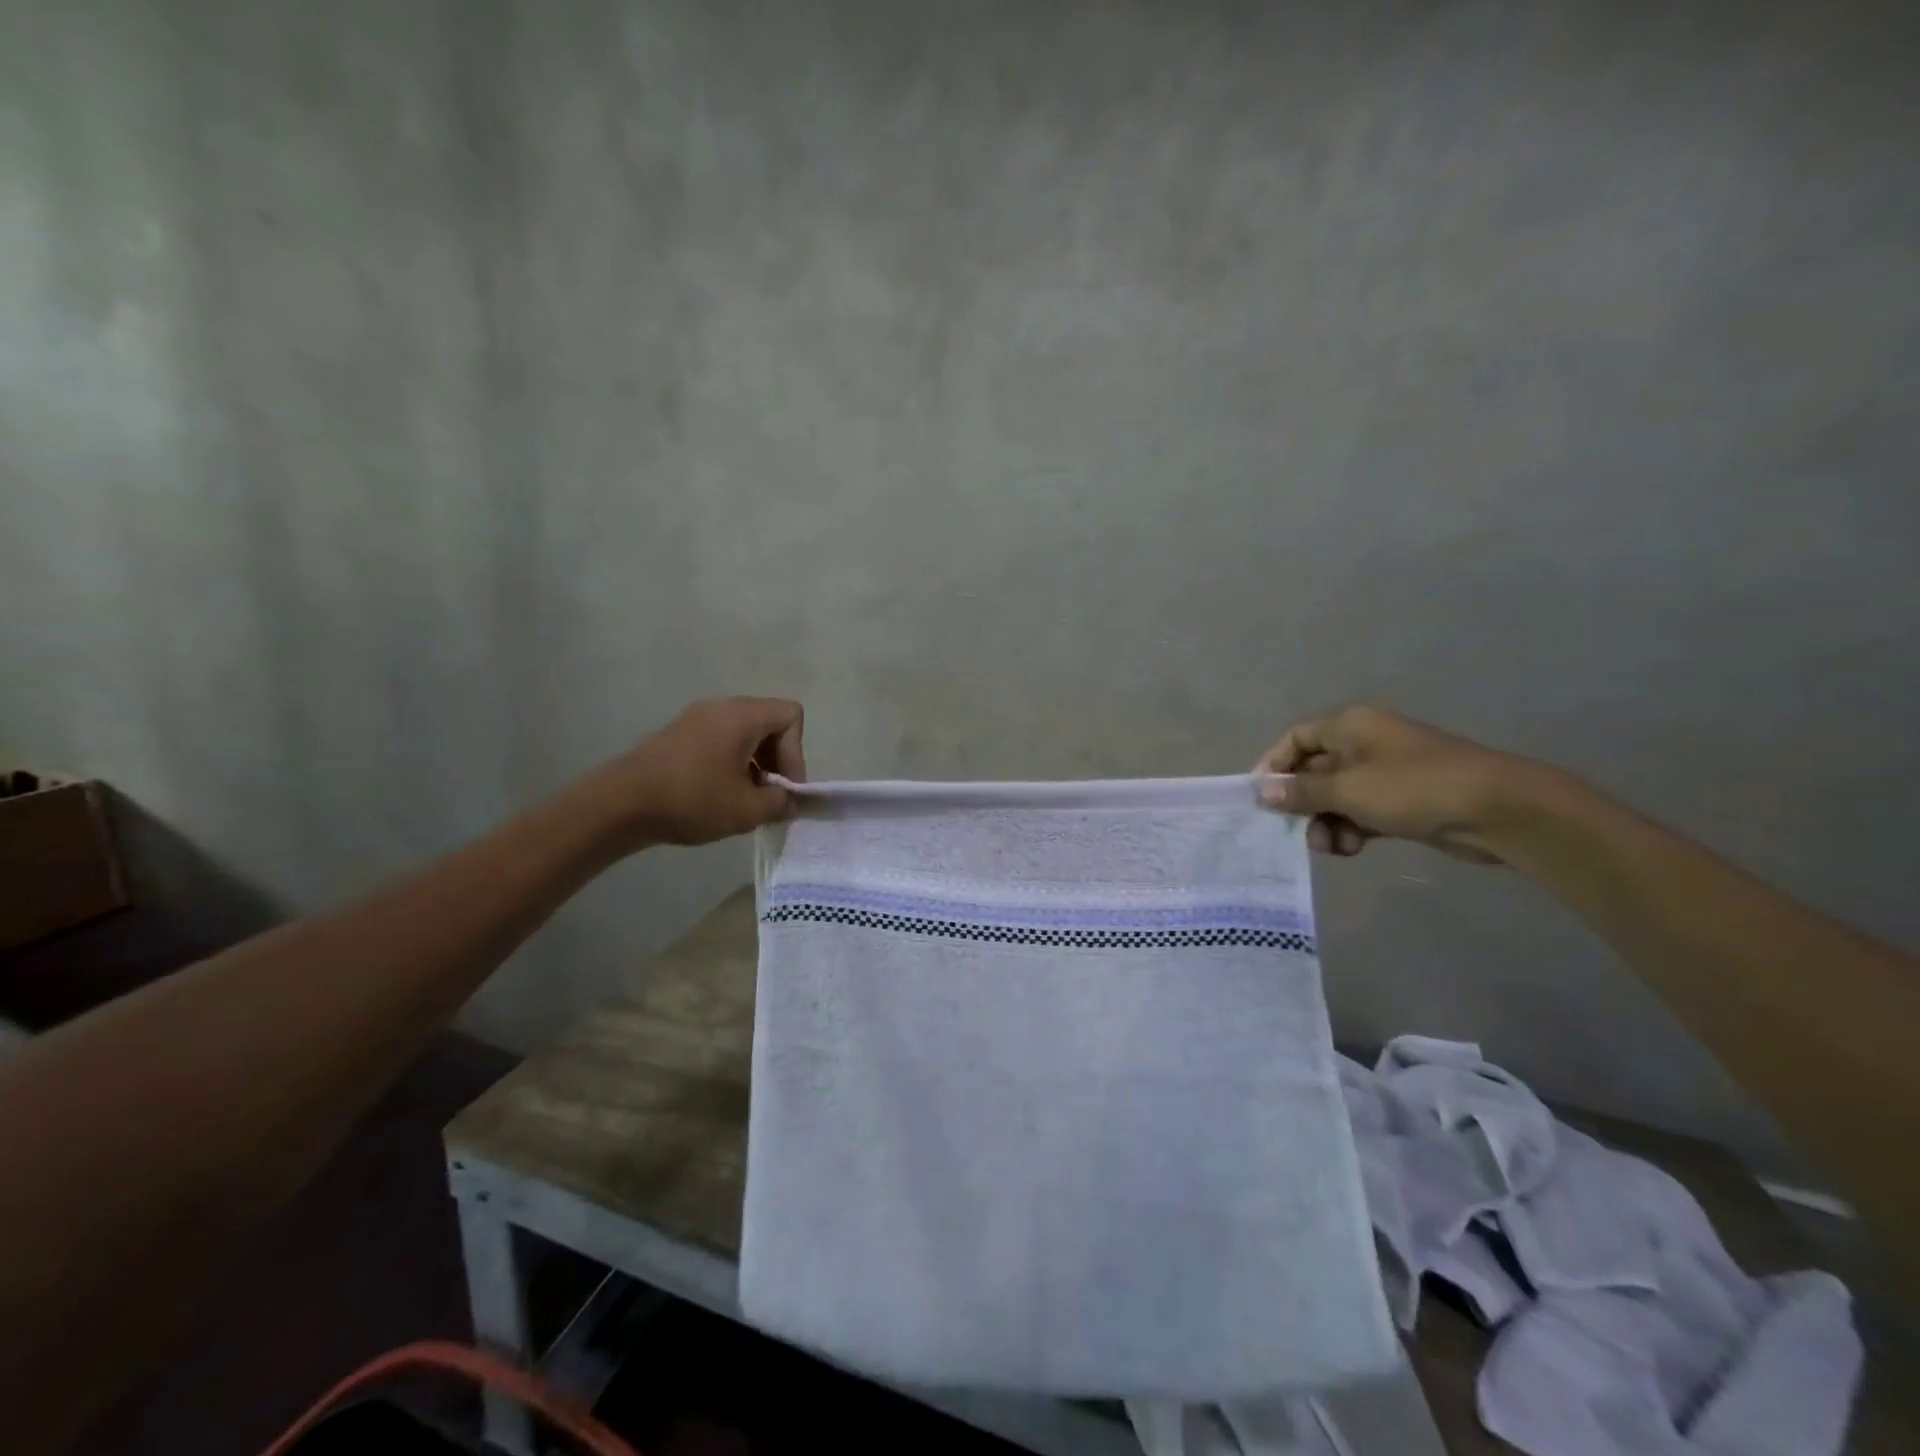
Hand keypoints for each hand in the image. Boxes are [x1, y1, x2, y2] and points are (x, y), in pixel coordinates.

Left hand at [582, 696, 806, 849]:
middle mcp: (720, 707)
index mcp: (742, 715)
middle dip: (777, 759)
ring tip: (744, 798)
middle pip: (768, 722)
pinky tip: (716, 794)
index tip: (783, 787)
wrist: (620, 804)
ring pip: (743, 732)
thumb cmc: (692, 799)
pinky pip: (718, 739)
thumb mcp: (748, 810)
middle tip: (769, 795)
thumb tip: (789, 800)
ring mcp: (694, 718)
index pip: (791, 716)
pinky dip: (729, 762)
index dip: (796, 753)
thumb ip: (781, 803)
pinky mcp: (676, 734)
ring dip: (754, 763)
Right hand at [1255, 706, 1525, 862]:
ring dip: (1326, 822)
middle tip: (1297, 831)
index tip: (1262, 797)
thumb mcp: (1348, 789)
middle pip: (1314, 771)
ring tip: (1332, 846)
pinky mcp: (1403, 801)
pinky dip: (1351, 829)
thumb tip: (1263, 791)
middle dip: (1303, 804)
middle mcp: (1364, 744)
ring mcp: (1386, 773)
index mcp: (1350, 726)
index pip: (1296, 738)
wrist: (1497, 810)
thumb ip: (1301, 792)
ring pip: (1336, 797)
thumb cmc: (1413, 788)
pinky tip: (1352, 849)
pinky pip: (1361, 812)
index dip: (1275, 764)